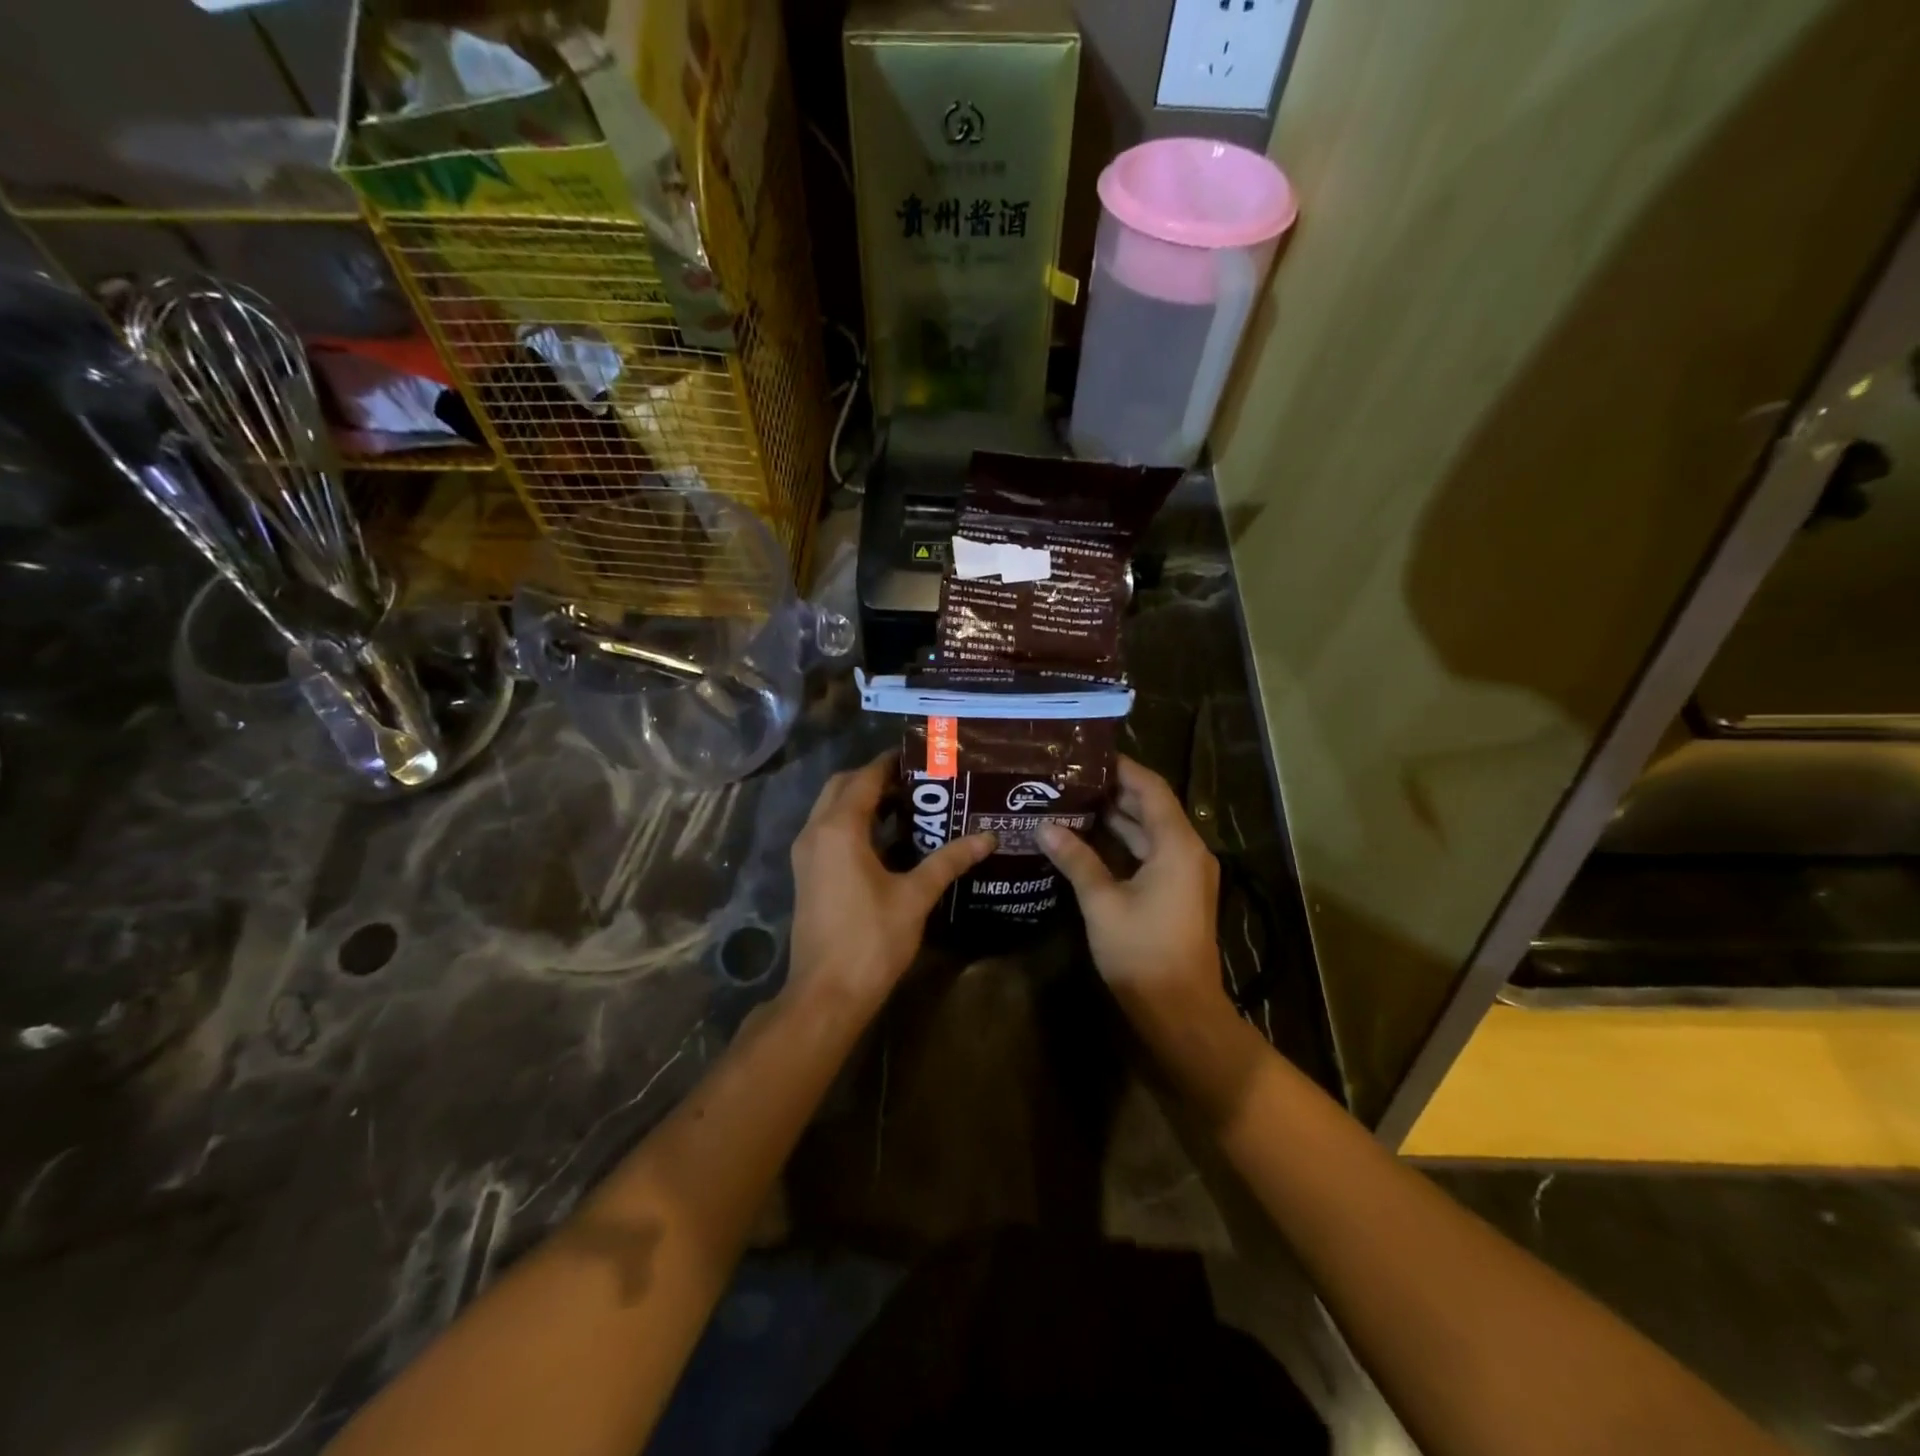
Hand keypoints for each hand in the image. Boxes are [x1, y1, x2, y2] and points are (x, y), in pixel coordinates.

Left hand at [788, 752, 994, 1011]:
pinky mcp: (807, 874)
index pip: (865, 778)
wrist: (826, 993)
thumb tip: (987, 838)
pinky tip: (889, 841)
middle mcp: (815, 832)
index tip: (923, 758)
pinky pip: (829, 832)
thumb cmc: (871, 939)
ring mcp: (806, 854)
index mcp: (839, 829)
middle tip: (918, 782)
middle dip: (876, 779)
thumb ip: (950, 860)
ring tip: (909, 806)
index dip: (891, 764)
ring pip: (832, 809)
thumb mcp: (915, 896)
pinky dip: (854, 824)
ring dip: (863, 801)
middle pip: (842, 787)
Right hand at [1036, 755, 1225, 1028]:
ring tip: (1072, 801)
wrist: (1180, 1010)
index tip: (1086, 754)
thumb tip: (1044, 827)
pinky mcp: (1178, 892)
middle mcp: (1188, 851)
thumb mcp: (1102, 902)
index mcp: (1177, 844)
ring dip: (1116, 818)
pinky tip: (1088, 840)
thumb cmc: (1142, 951)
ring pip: (1149, 832)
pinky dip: (1123, 843)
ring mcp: (1185, 873)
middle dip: (1112, 791)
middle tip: (1069, 777)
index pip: (1150, 788)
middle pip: (1151, 807)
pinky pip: (1150, 853)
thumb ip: (1076, 859)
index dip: (1121, 768)